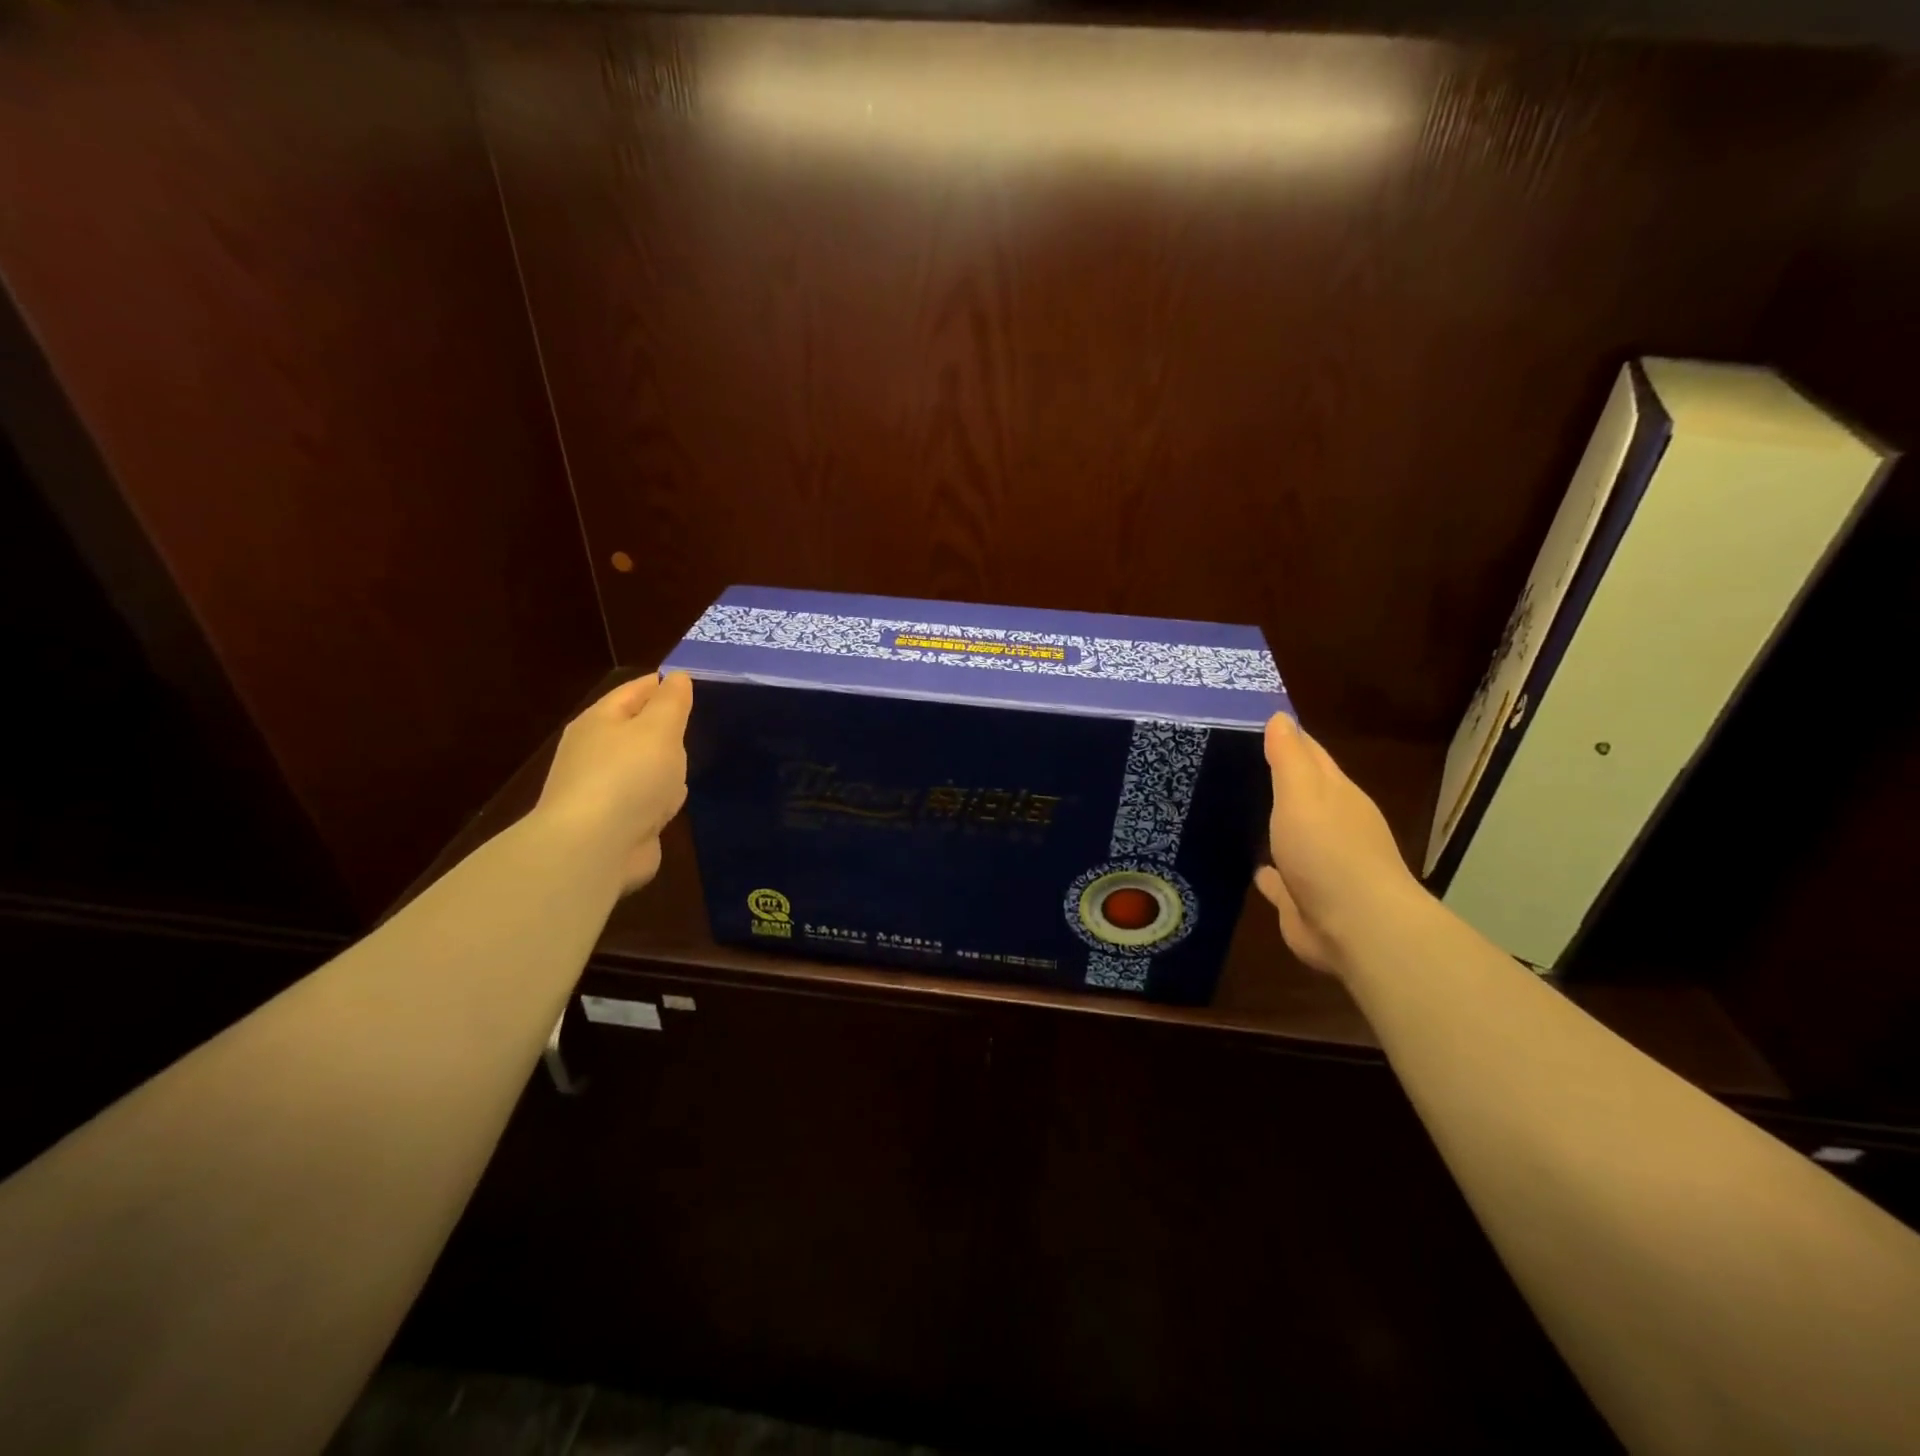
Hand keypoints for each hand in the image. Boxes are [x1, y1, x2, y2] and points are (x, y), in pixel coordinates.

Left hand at [532, 672, 693, 893]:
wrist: (594, 848)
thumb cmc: (629, 777)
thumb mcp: (659, 729)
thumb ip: (672, 701)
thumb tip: (676, 677)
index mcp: (600, 721)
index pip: (635, 690)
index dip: (664, 685)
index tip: (698, 685)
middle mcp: (596, 752)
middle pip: (640, 731)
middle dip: (669, 731)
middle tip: (703, 727)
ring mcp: (604, 790)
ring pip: (645, 768)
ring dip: (666, 770)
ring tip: (692, 769)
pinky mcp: (615, 823)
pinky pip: (646, 802)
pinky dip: (660, 802)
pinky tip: (674, 806)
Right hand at [1255, 713, 1428, 976]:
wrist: (1356, 927)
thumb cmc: (1328, 850)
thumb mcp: (1303, 793)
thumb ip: (1289, 757)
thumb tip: (1280, 715)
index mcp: (1336, 795)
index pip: (1310, 754)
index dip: (1286, 737)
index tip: (1252, 722)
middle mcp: (1332, 825)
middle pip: (1301, 794)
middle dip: (1275, 780)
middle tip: (1232, 762)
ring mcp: (1319, 865)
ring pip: (1290, 836)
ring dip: (1272, 825)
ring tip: (1235, 810)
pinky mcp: (1302, 899)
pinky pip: (1279, 879)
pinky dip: (1267, 871)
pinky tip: (1251, 866)